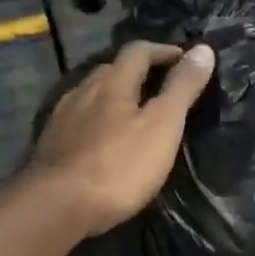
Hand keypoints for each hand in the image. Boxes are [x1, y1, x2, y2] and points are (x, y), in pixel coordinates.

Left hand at [31, 40, 216, 235]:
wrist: (57, 206)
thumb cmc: (118, 166)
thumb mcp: (162, 126)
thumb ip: (182, 88)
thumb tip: (204, 49)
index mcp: (112, 83)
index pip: (139, 51)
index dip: (163, 51)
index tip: (184, 60)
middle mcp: (83, 92)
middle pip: (111, 71)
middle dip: (136, 74)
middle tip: (159, 89)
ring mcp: (62, 119)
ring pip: (91, 96)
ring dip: (113, 98)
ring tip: (132, 115)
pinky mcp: (50, 146)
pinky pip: (78, 122)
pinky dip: (96, 122)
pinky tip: (102, 142)